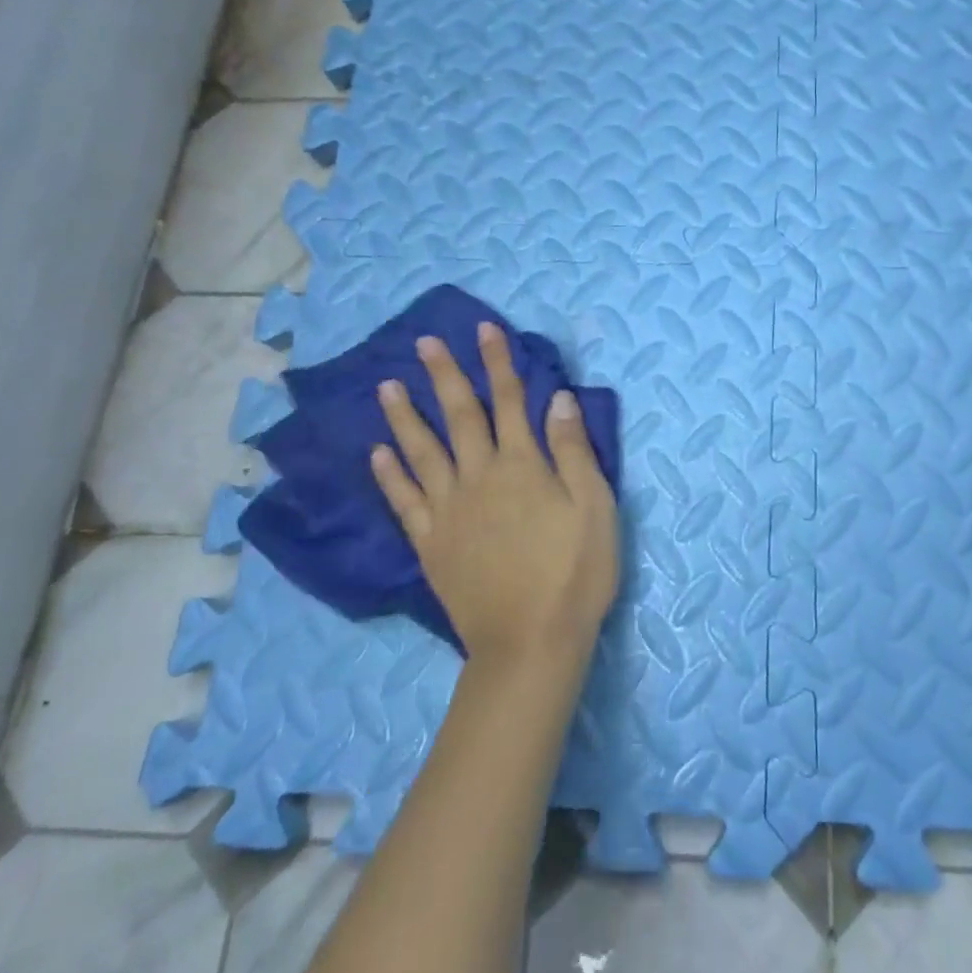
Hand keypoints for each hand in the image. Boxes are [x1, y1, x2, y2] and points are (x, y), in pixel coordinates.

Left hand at [370, 321, 618, 673]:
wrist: (530, 643)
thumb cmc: (575, 573)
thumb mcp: (594, 507)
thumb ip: (573, 450)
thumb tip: (558, 399)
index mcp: (523, 466)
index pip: (509, 401)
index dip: (498, 363)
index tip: (484, 330)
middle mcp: (479, 478)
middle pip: (460, 416)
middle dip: (445, 376)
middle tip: (423, 343)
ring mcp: (448, 511)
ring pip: (421, 452)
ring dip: (405, 417)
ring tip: (386, 387)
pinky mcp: (430, 544)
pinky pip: (404, 501)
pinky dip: (389, 475)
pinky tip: (377, 454)